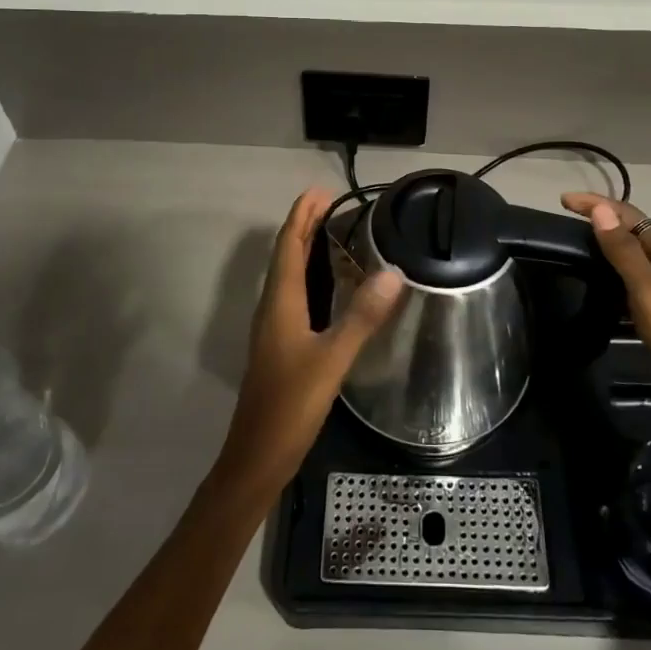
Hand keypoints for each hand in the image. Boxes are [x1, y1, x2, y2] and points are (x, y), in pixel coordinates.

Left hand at [214, 189, 403, 500]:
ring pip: (289, 275)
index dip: (303, 215)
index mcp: (279, 302)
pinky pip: (295, 295)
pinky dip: (310, 276)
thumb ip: (361, 316)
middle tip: (335, 204)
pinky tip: (330, 286)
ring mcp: (274, 328)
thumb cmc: (290, 405)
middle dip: (306, 226)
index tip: (323, 191)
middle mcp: (272, 308)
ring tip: (335, 232)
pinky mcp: (281, 345)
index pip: (288, 245)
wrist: (257, 458)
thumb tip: (393, 272)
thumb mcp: (331, 359)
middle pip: (287, 255)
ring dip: (307, 249)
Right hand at [561, 192, 650, 464]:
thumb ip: (623, 250)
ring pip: (636, 256)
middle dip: (603, 219)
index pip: (630, 215)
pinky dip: (616, 272)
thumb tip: (600, 209)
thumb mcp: (647, 288)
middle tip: (568, 218)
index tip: (562, 201)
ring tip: (580, 244)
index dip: (597, 204)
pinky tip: (601, 283)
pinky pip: (636, 281)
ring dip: (609, 244)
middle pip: (635, 231)